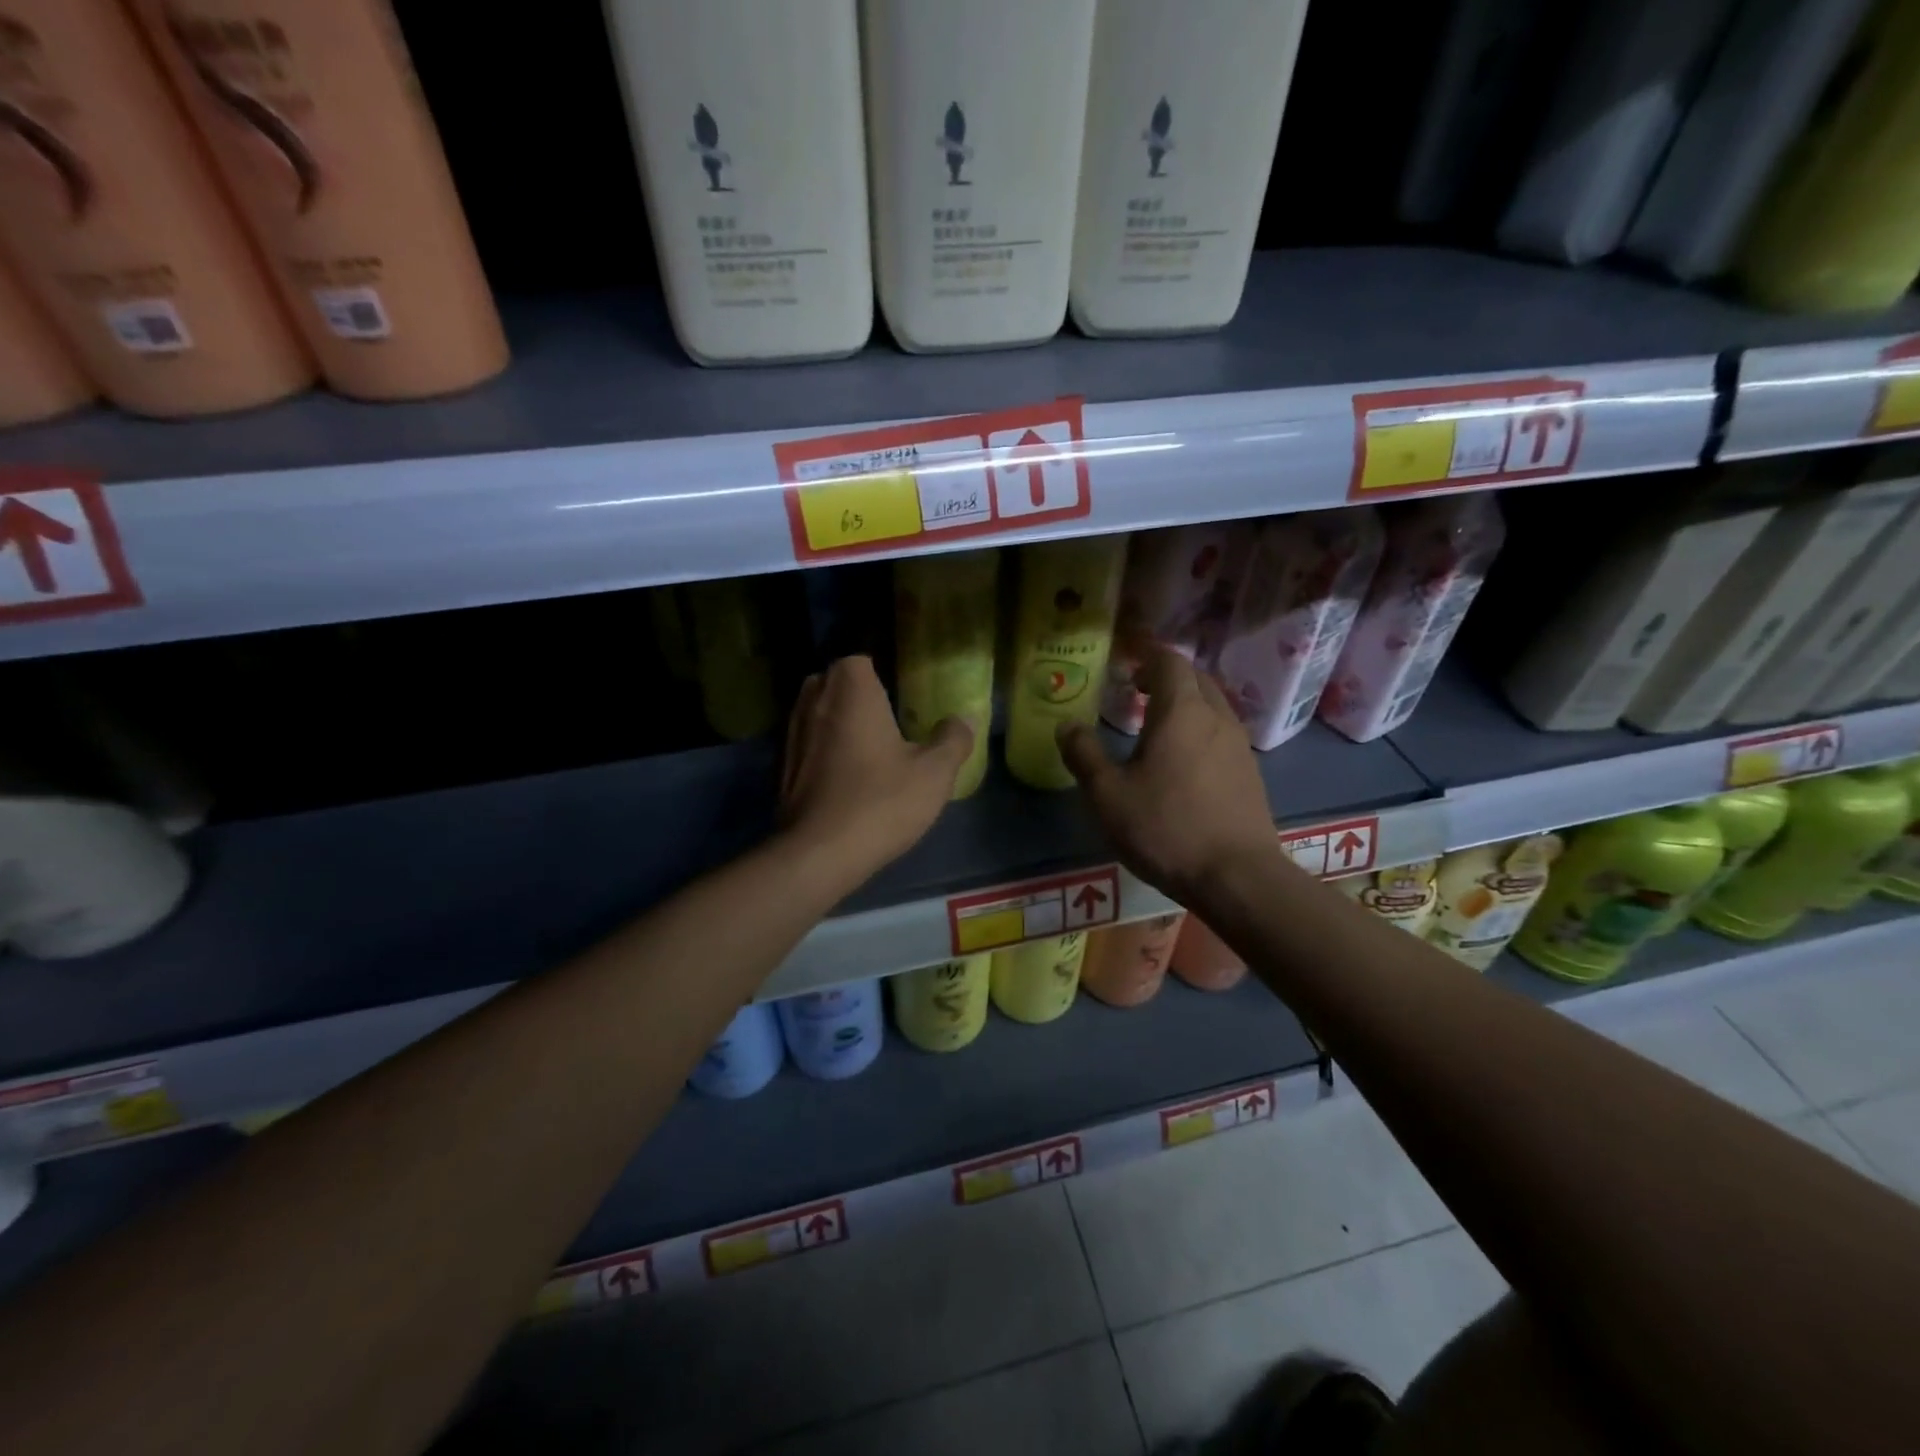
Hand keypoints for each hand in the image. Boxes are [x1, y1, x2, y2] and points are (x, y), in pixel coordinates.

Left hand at [780, 655, 971, 883]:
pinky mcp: (781, 766)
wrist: (819, 854)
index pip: (861, 659)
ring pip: (818, 713)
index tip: (901, 697)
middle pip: (836, 683)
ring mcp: (791, 733)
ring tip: (869, 750)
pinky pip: (808, 744)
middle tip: (889, 721)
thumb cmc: (881, 801)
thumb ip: (953, 739)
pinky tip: (846, 777)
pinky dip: (823, 751)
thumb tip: (965, 718)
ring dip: (839, 723)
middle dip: (858, 696)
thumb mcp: (934, 772)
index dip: (881, 673)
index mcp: (851, 688)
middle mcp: (814, 699)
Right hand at [1057, 647, 1282, 906]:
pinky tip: (1182, 761)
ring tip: (1155, 727)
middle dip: (1165, 677)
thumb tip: (1066, 725)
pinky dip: (1199, 730)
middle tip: (1136, 692)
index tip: (1125, 664)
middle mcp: (1216, 717)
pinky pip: (1221, 733)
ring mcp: (1239, 745)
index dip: (1146, 656)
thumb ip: (1084, 754)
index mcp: (1181, 712)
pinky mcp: (1250, 773)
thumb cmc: (1166, 828)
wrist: (1237, 877)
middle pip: (1195, 678)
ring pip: (1212, 706)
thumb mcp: (1108, 795)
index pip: (1169, 661)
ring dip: (1185, 704)